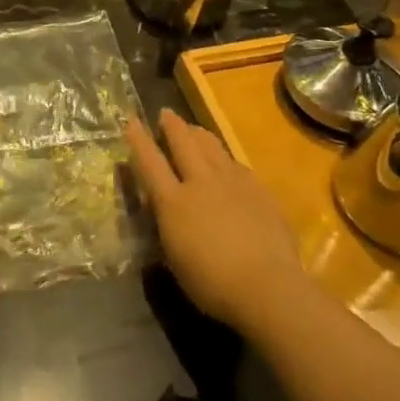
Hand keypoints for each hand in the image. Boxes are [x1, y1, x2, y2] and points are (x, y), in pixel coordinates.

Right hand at [127, 110, 307, 335]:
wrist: (268, 287)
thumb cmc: (212, 284)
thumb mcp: (175, 259)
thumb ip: (168, 227)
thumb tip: (165, 211)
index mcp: (173, 202)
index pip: (150, 162)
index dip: (139, 140)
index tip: (131, 121)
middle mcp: (201, 182)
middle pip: (184, 142)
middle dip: (172, 125)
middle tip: (166, 114)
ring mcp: (233, 182)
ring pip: (212, 146)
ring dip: (199, 134)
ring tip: (194, 129)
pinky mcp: (259, 190)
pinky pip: (236, 165)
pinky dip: (225, 159)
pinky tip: (227, 164)